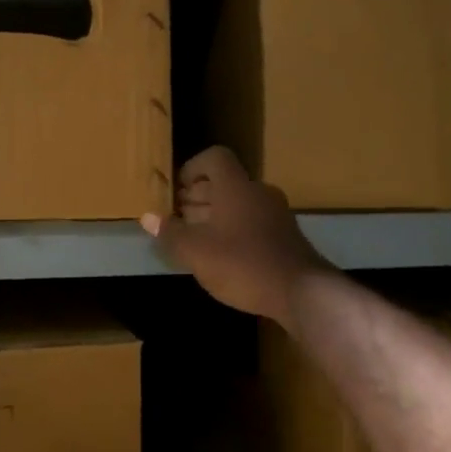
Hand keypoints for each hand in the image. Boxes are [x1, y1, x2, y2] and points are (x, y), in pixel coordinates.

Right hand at [141, 147, 331, 327]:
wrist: (302, 293)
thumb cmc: (243, 264)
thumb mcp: (196, 252)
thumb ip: (170, 233)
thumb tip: (148, 217)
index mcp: (236, 186)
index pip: (215, 158)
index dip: (192, 168)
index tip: (176, 189)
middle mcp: (258, 192)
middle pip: (225, 182)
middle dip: (198, 196)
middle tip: (177, 217)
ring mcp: (276, 214)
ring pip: (239, 204)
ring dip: (215, 215)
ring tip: (195, 238)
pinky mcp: (286, 237)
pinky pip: (253, 222)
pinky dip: (234, 230)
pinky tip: (222, 256)